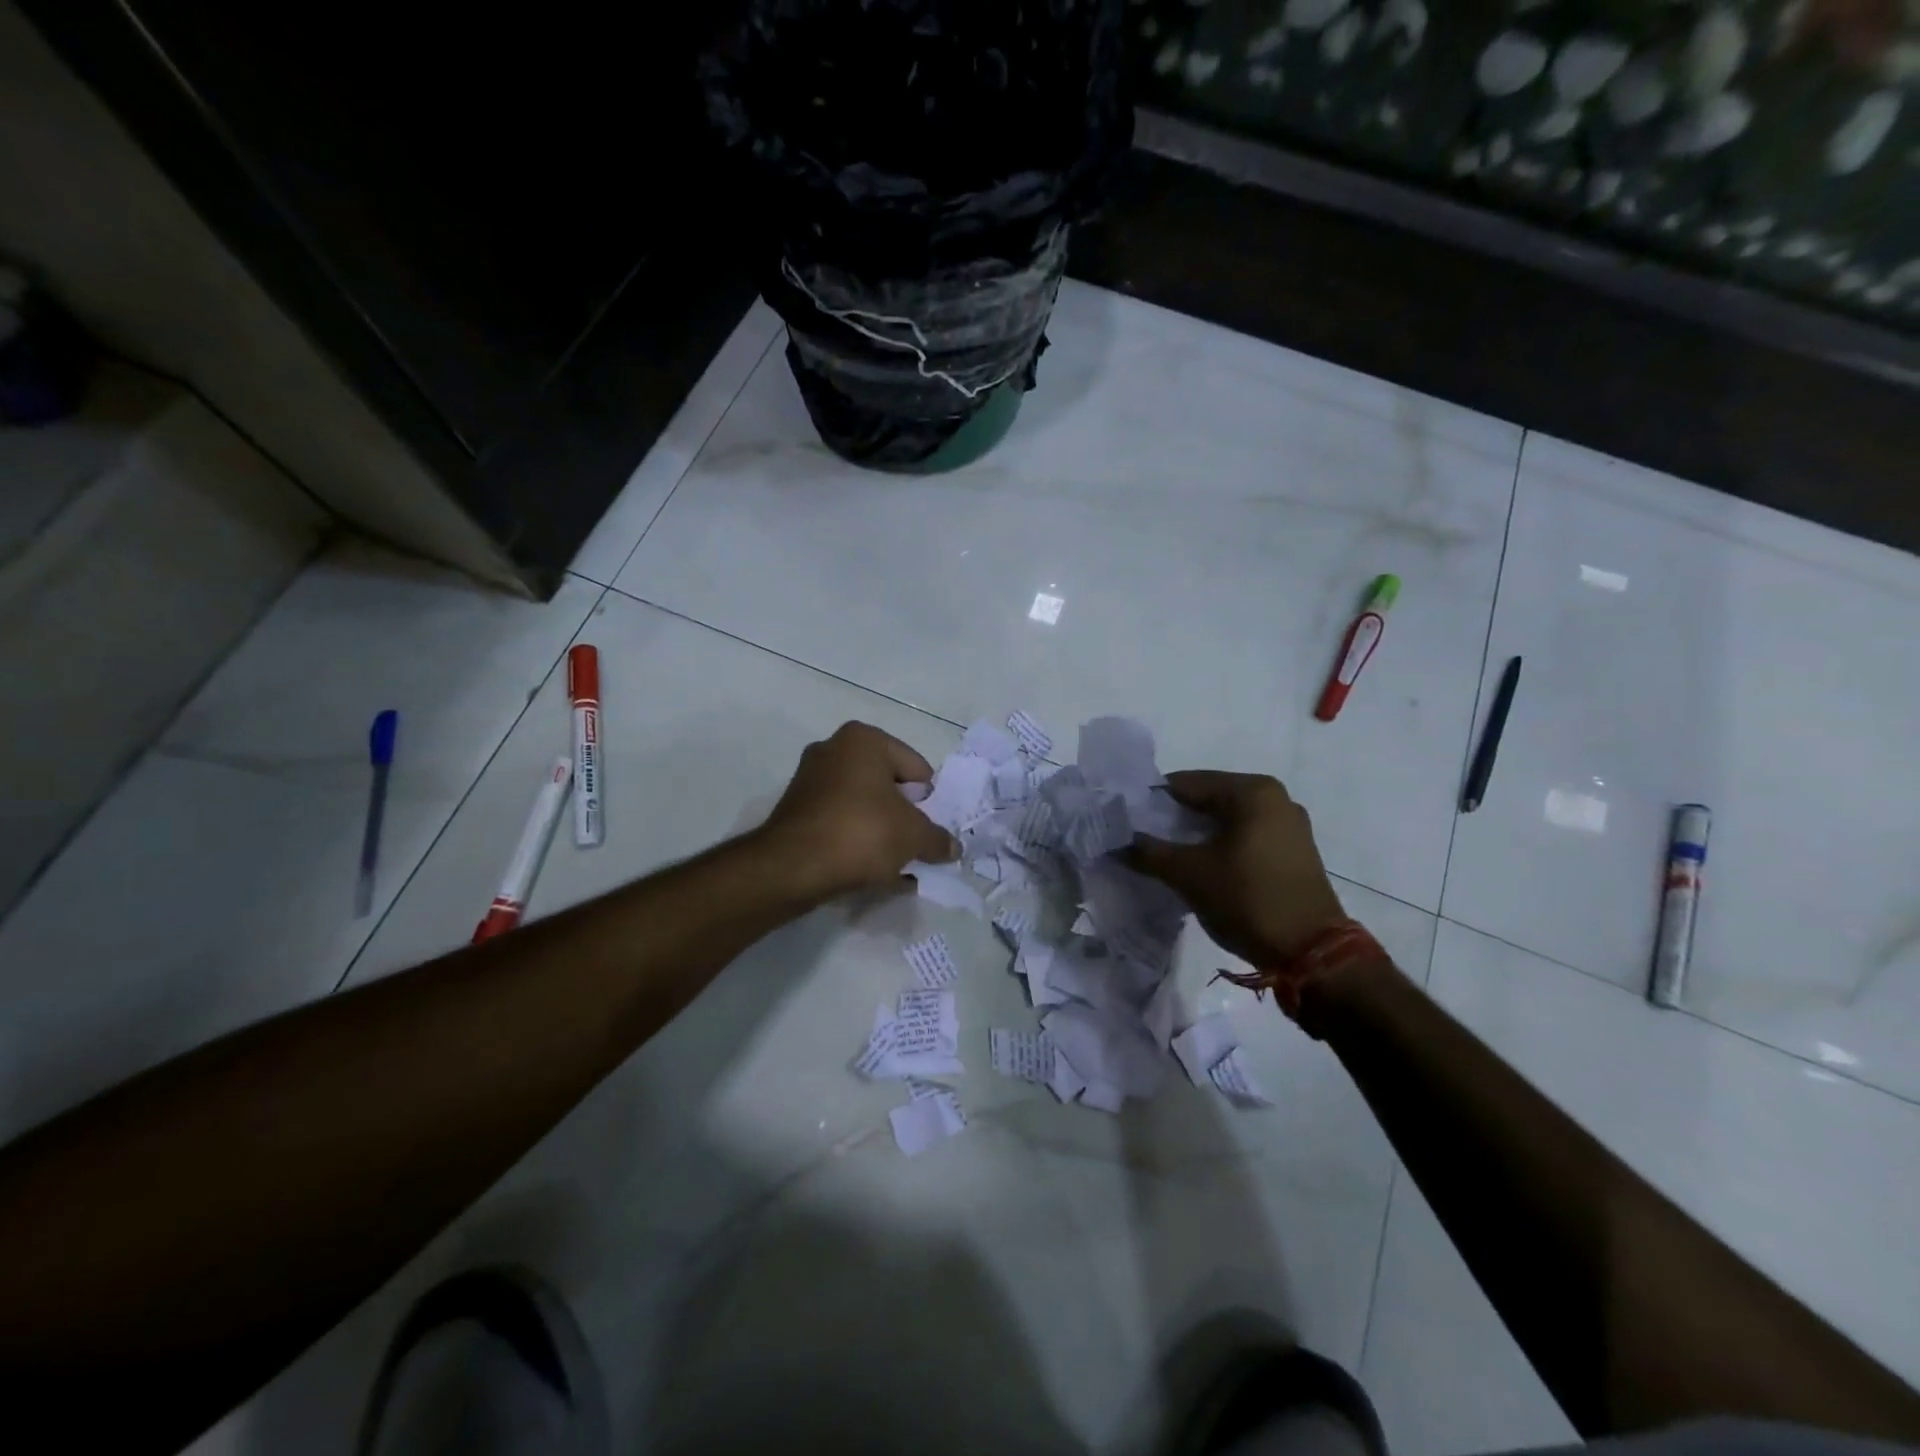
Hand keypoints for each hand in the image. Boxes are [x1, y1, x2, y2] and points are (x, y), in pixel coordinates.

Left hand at [761, 722, 959, 898]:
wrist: (793, 867)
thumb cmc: (862, 833)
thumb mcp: (914, 836)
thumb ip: (938, 839)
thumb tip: (953, 848)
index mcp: (864, 739)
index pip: (916, 768)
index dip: (929, 801)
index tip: (931, 829)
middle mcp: (834, 749)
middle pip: (888, 786)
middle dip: (904, 817)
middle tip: (915, 846)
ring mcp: (810, 778)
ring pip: (864, 806)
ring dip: (882, 832)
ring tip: (895, 865)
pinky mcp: (796, 810)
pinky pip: (840, 822)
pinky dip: (857, 841)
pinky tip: (870, 870)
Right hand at [1127, 770, 1347, 966]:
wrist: (1310, 952)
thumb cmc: (1247, 899)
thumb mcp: (1189, 874)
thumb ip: (1149, 852)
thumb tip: (1118, 843)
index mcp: (1252, 791)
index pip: (1187, 783)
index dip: (1152, 801)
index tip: (1126, 819)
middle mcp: (1275, 798)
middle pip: (1209, 799)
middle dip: (1174, 818)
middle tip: (1141, 838)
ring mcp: (1289, 825)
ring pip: (1227, 820)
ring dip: (1196, 834)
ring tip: (1165, 854)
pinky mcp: (1294, 852)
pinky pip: (1245, 836)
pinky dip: (1220, 846)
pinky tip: (1199, 866)